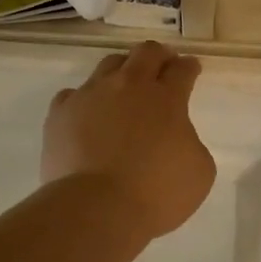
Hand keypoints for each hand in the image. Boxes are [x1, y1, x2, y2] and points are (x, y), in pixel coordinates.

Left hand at [43, 42, 216, 241]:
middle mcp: (128, 86)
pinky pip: (73, 94)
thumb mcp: (199, 172)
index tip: (191, 68)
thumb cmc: (155, 193)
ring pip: (108, 65)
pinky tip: (87, 114)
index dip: (189, 67)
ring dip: (122, 71)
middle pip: (145, 53)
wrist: (96, 208)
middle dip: (158, 56)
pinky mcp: (61, 113)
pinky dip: (85, 101)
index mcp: (166, 98)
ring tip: (124, 87)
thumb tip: (175, 138)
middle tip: (163, 66)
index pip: (182, 70)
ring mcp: (90, 95)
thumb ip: (190, 143)